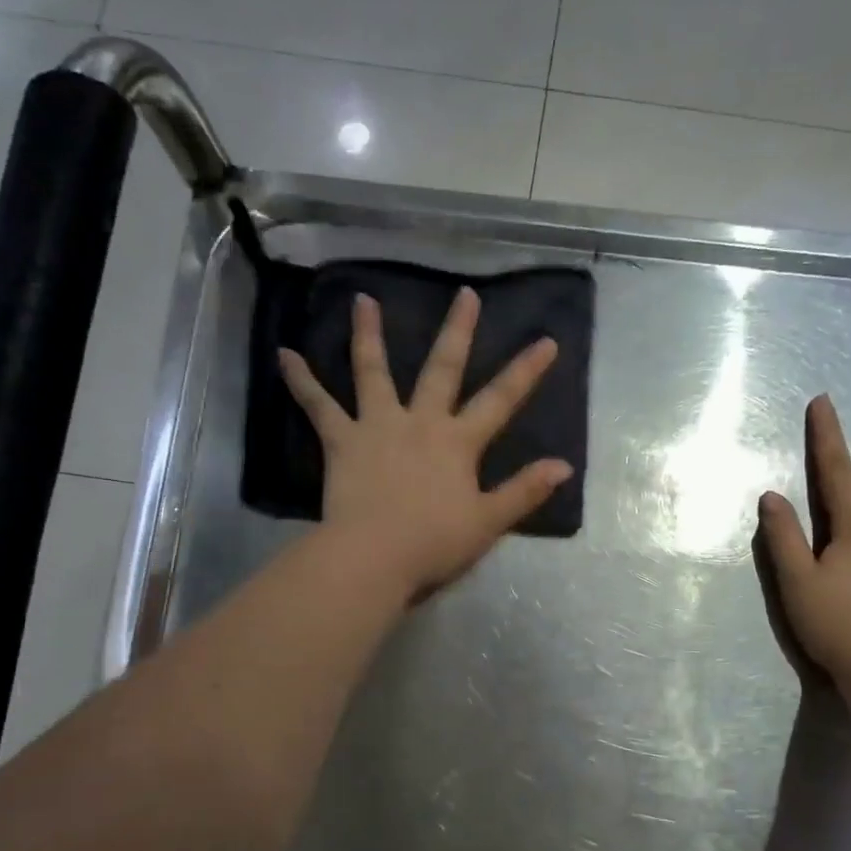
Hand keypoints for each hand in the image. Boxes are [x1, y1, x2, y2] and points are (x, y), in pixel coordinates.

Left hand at [279, 287, 570, 597]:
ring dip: (369, 334)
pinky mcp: (342, 440)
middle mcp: (420, 422)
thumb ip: (525, 490)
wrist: (373, 556)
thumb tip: (565, 465)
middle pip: (442, 368)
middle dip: (458, 330)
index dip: (526, 371)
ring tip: (363, 300)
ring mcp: (377, 426)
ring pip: (373, 371)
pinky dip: (301, 380)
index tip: (546, 340)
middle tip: (464, 293)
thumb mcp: (489, 521)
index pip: (501, 399)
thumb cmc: (434, 542)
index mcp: (458, 442)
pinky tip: (285, 354)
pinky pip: (318, 405)